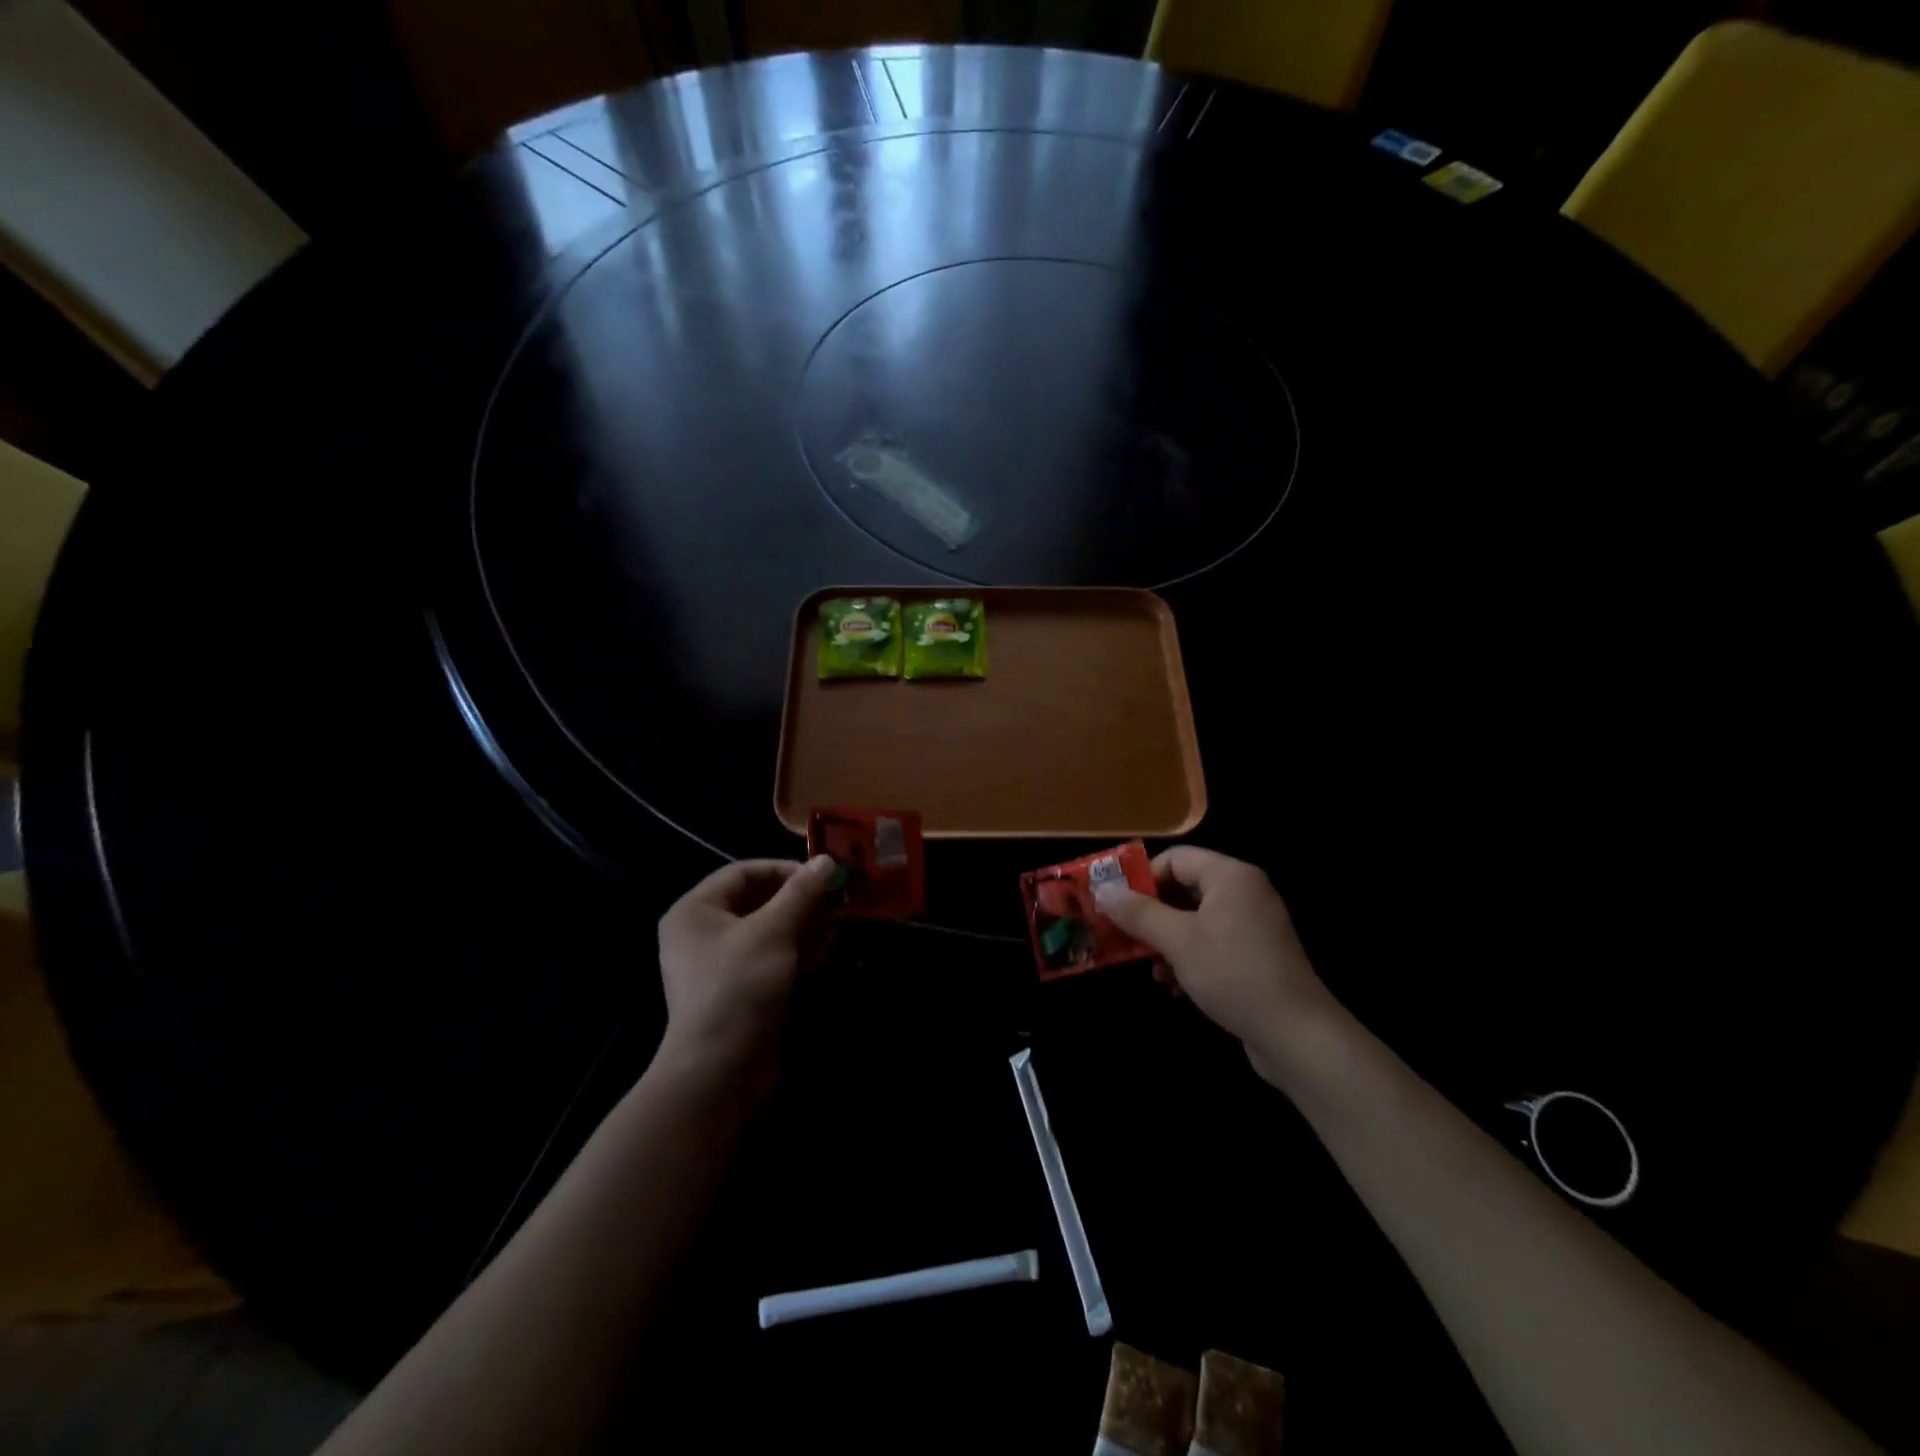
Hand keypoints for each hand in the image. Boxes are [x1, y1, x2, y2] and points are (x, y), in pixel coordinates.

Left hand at [656, 856, 836, 1088]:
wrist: (720, 1073)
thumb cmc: (739, 987)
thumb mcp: (773, 931)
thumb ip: (802, 893)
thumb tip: (828, 860)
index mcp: (696, 910)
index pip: (744, 872)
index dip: (785, 870)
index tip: (824, 877)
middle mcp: (704, 933)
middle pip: (760, 902)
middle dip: (801, 904)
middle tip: (836, 906)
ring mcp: (722, 966)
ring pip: (772, 933)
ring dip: (805, 930)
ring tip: (835, 934)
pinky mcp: (742, 992)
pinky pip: (772, 961)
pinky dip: (797, 957)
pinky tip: (823, 959)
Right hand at [1093, 847, 1335, 1082]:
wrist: (1297, 1036)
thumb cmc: (1233, 975)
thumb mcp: (1178, 941)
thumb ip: (1139, 913)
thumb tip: (1103, 890)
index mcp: (1230, 876)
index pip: (1175, 858)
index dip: (1142, 879)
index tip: (1116, 906)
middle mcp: (1244, 892)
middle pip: (1183, 889)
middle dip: (1151, 916)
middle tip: (1124, 937)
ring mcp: (1253, 925)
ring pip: (1194, 920)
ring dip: (1167, 942)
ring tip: (1152, 969)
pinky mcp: (1256, 956)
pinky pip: (1212, 943)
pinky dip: (1189, 959)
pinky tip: (1176, 987)